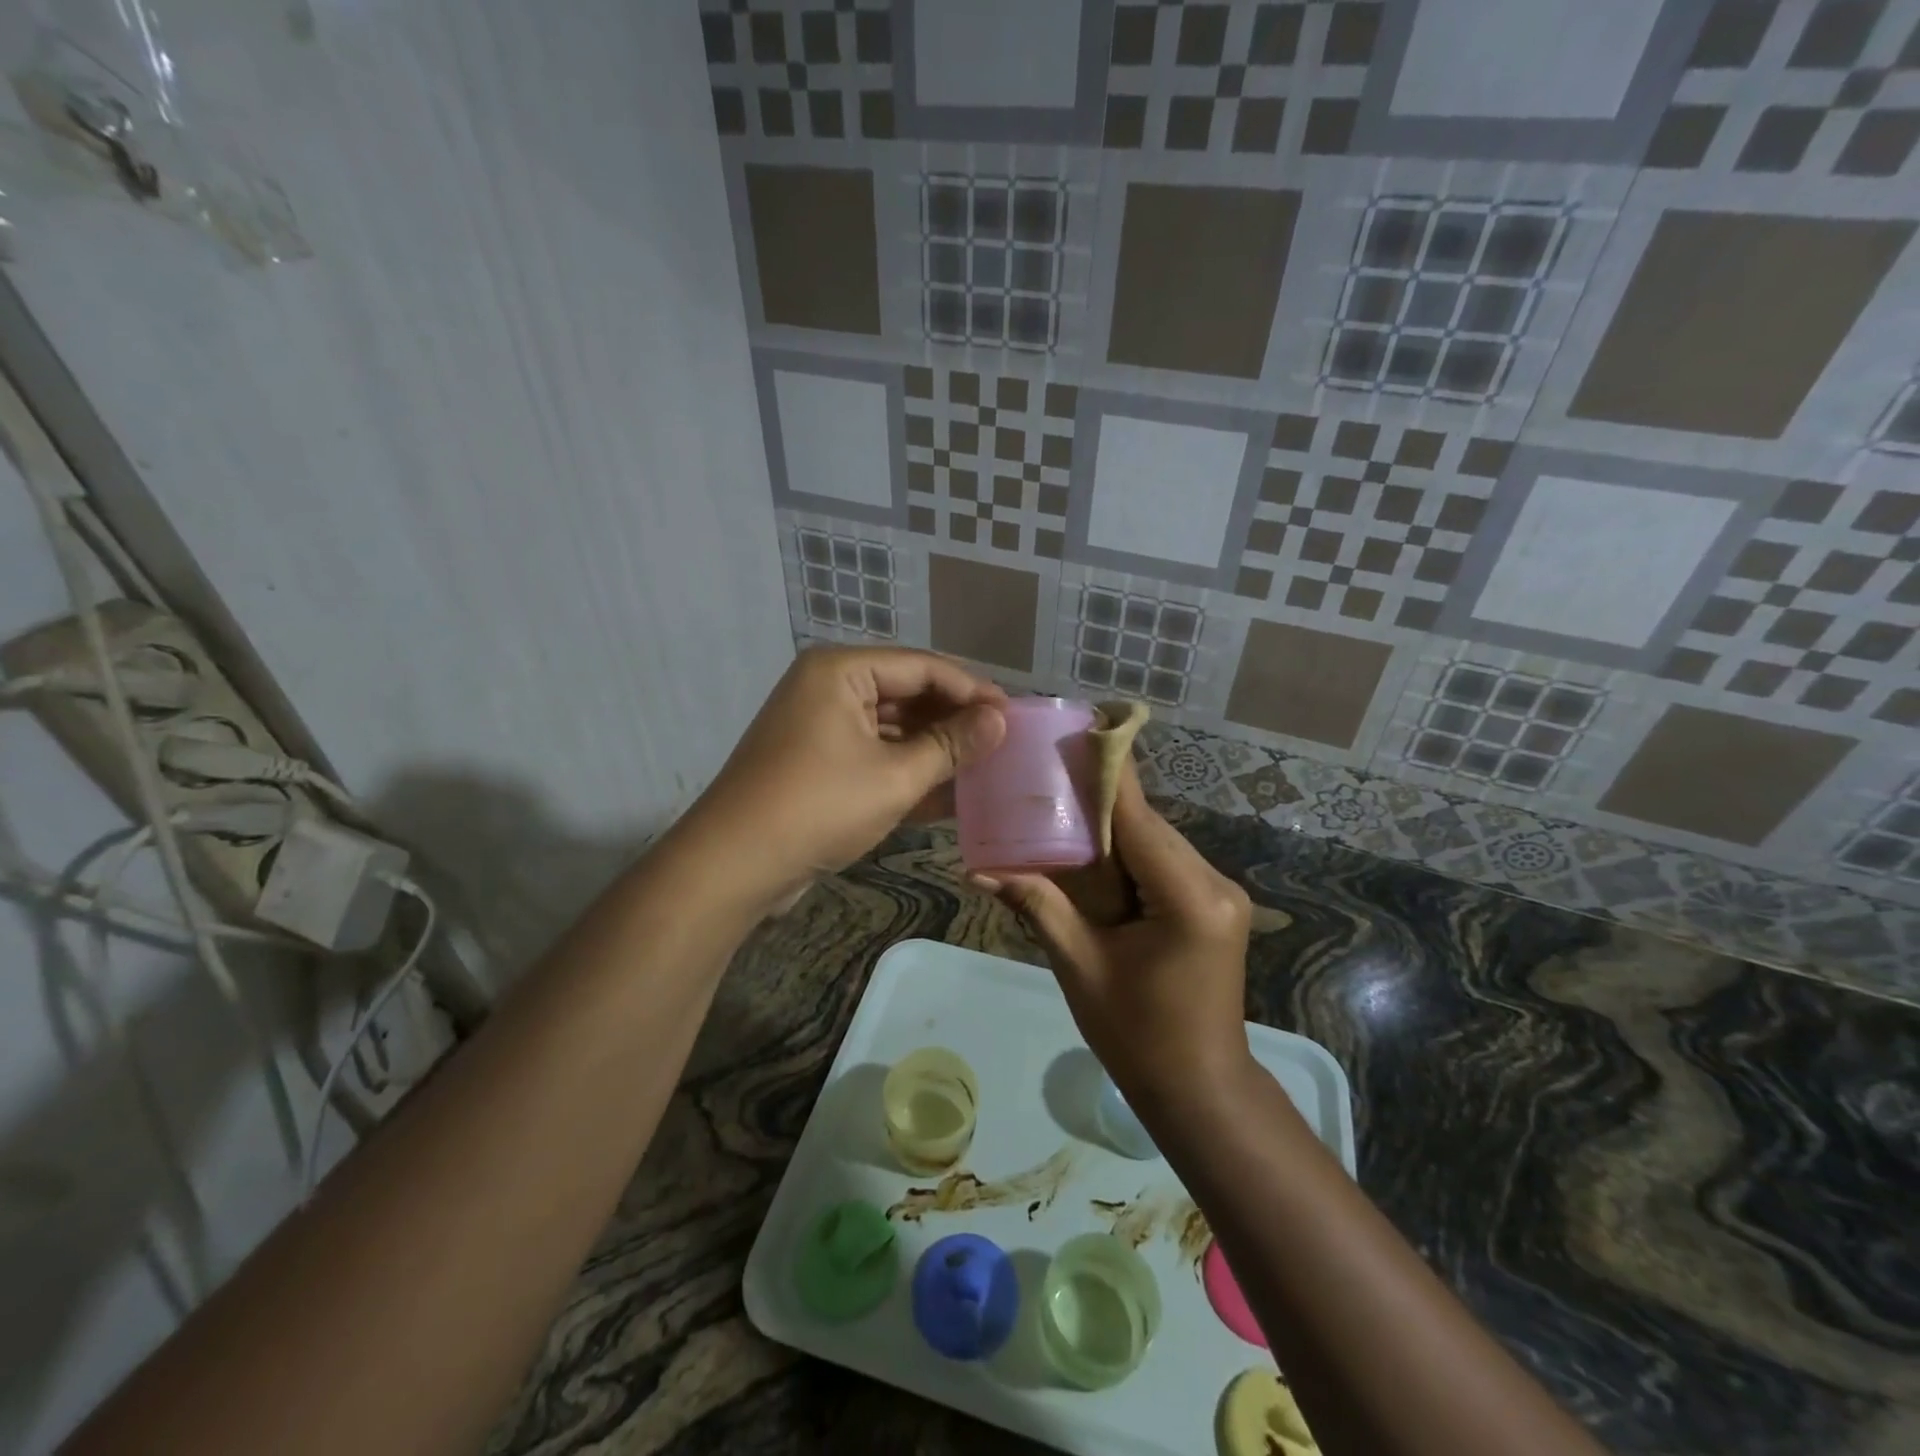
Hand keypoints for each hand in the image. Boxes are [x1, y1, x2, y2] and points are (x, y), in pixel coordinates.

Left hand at [676, 647, 1005, 909]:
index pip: (923, 667)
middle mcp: (829, 688)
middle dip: (954, 722)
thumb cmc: (819, 806)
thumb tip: (1000, 720)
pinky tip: (948, 794)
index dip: (972, 691)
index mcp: (842, 671)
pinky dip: (906, 772)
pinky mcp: (817, 763)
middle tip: (1003, 744)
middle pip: (907, 694)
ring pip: (892, 729)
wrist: (734, 865)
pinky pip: (873, 755)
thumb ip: (952, 745)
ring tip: (984, 769)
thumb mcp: (895, 776)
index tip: (1013, 716)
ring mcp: (820, 727)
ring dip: (934, 750)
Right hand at [975, 765, 1252, 1103]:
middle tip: (1047, 781)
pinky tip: (1093, 858)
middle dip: (1099, 805)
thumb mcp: (1081, 968)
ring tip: (1059, 815)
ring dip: (1112, 832)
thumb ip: (1039, 907)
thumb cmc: (1138, 1037)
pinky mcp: (1214, 904)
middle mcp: (1215, 883)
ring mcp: (1220, 893)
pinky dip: (1129, 856)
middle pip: (1148, 825)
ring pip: (1156, 841)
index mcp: (1188, 898)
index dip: (1106, 773)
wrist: (1201, 1089)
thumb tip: (980, 870)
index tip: (1079, 728)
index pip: (1139, 818)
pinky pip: (1164, 863)